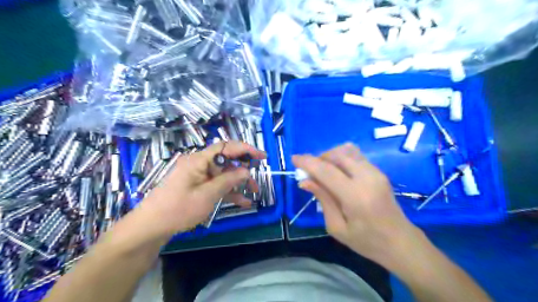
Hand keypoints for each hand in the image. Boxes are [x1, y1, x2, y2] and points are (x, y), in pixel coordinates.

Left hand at [137, 141, 265, 237]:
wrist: (151, 227)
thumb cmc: (178, 209)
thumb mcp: (207, 195)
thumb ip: (228, 180)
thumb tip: (246, 170)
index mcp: (199, 160)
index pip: (226, 147)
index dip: (246, 149)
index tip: (262, 157)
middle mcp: (200, 164)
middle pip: (226, 161)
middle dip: (244, 170)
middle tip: (257, 179)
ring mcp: (198, 175)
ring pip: (223, 174)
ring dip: (238, 182)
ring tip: (253, 192)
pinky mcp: (197, 186)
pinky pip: (216, 184)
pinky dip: (229, 191)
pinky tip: (242, 201)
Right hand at [293, 143, 416, 263]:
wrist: (400, 241)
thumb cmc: (366, 241)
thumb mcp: (337, 227)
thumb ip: (322, 199)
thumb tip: (304, 181)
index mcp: (356, 196)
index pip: (326, 171)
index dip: (308, 162)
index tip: (294, 159)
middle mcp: (367, 178)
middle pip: (337, 155)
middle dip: (319, 158)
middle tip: (309, 172)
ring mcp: (376, 172)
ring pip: (346, 151)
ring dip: (330, 156)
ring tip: (323, 172)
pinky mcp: (379, 171)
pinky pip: (355, 155)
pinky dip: (341, 158)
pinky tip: (337, 172)